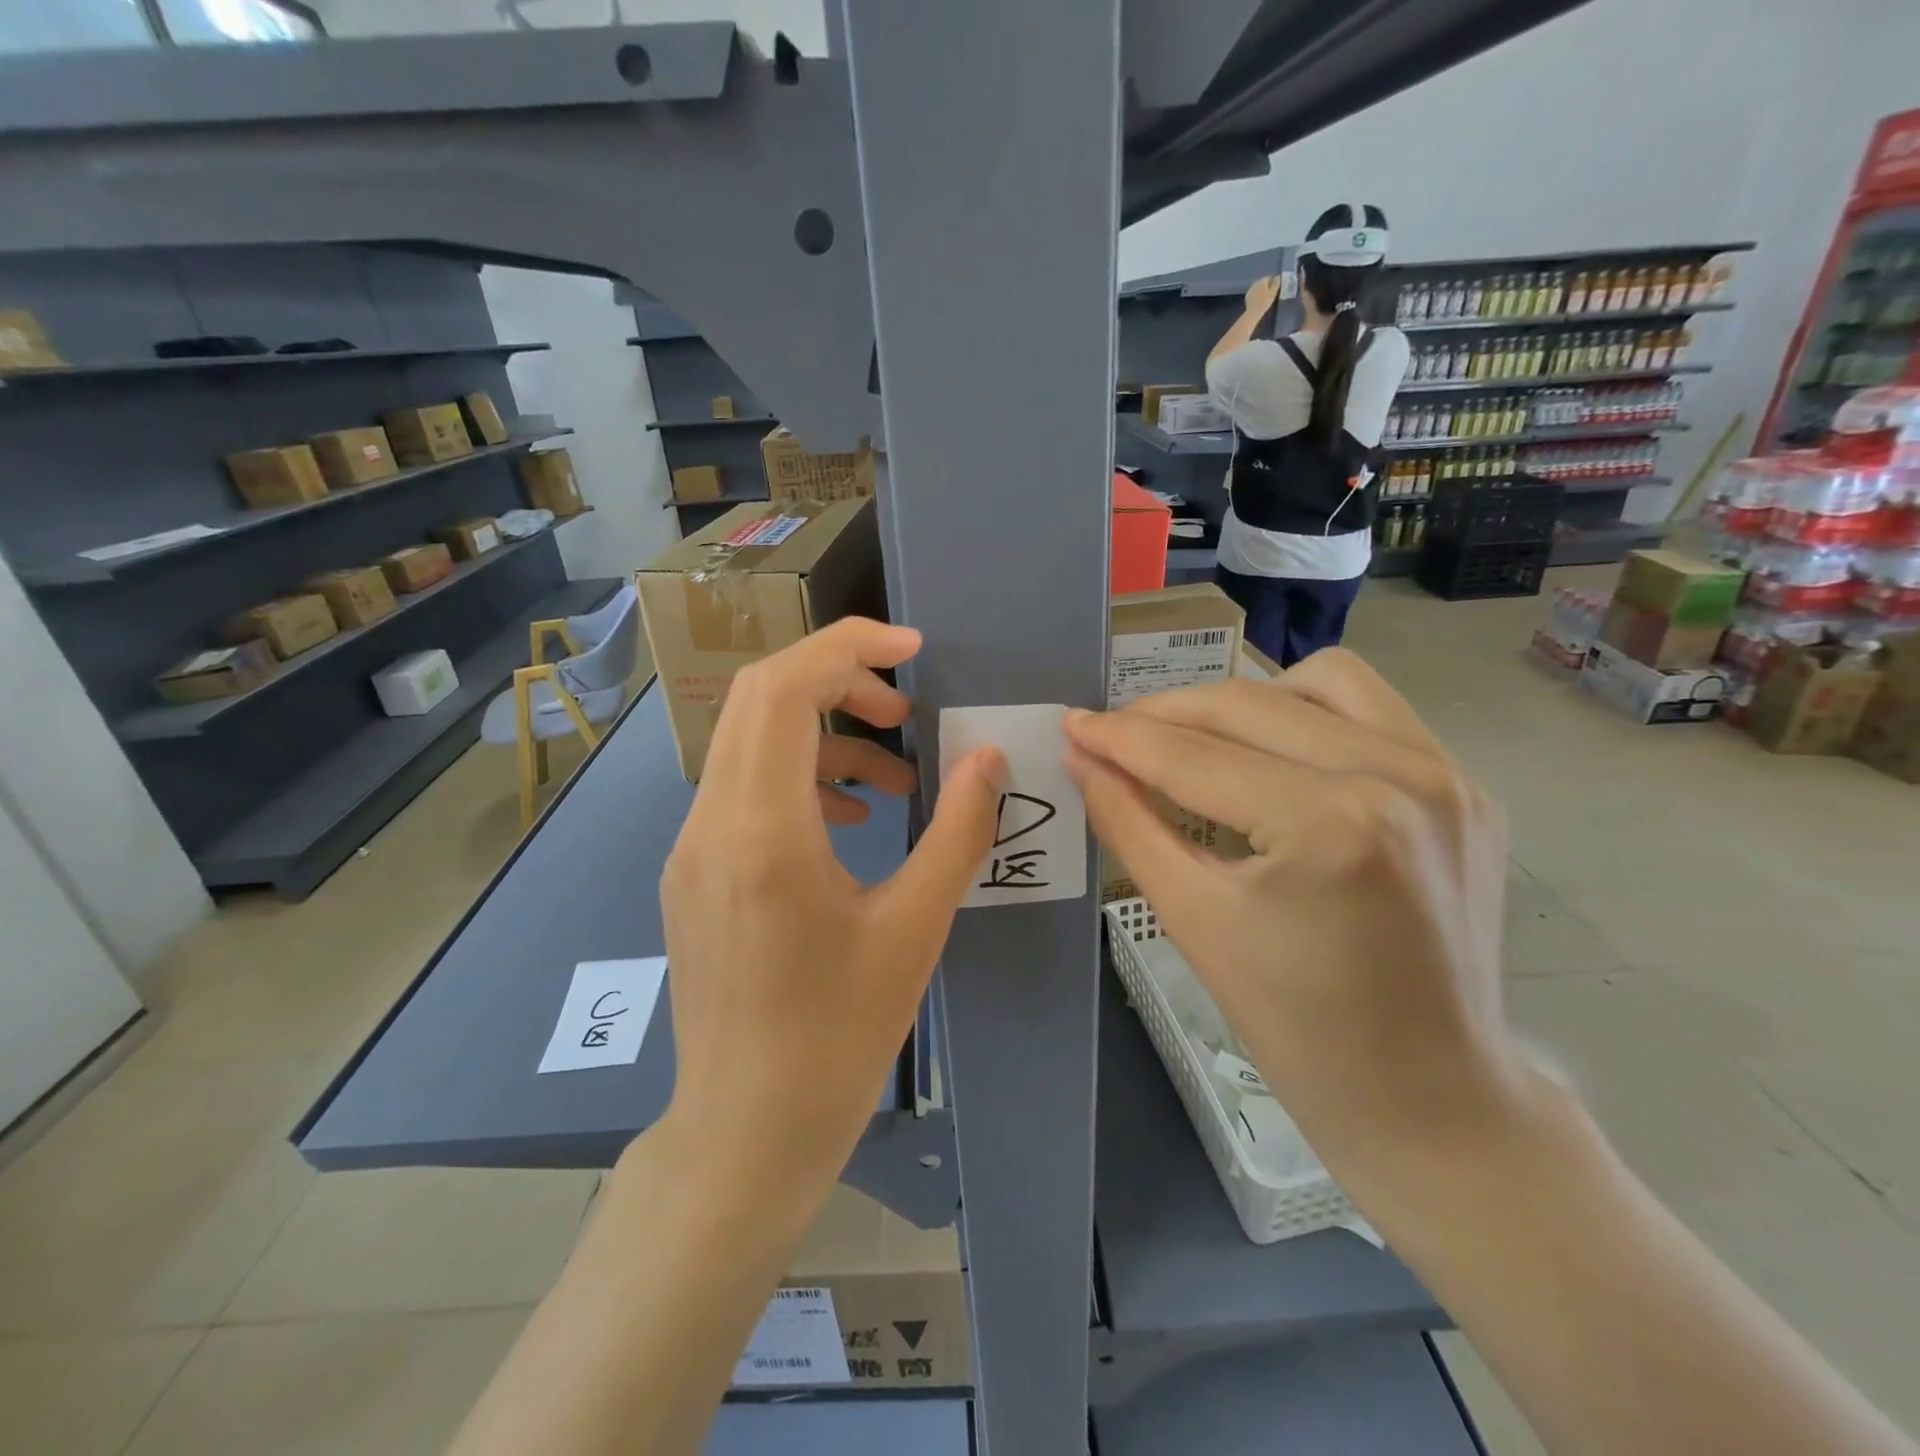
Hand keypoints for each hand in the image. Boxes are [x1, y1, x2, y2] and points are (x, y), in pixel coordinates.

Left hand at [658, 618, 1003, 1207]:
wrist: (744, 1135)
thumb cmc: (836, 1039)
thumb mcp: (915, 930)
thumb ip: (958, 833)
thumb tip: (987, 757)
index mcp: (761, 830)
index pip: (783, 688)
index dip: (848, 647)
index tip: (913, 649)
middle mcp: (710, 824)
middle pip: (758, 699)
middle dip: (838, 680)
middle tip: (907, 710)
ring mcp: (692, 849)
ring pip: (751, 744)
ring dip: (824, 736)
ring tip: (896, 779)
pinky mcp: (695, 875)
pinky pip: (745, 791)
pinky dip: (801, 780)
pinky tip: (850, 822)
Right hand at [1064, 649, 1518, 1155]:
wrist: (1428, 1098)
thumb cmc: (1298, 1029)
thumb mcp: (1193, 920)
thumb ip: (1128, 824)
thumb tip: (1082, 758)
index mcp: (1330, 825)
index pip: (1194, 757)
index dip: (1120, 737)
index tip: (1071, 725)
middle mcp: (1398, 776)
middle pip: (1247, 705)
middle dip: (1164, 714)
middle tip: (1112, 735)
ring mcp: (1445, 775)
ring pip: (1317, 681)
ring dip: (1242, 701)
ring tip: (1197, 740)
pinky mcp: (1466, 785)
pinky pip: (1371, 709)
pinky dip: (1307, 713)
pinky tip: (1273, 753)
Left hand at [1243, 275, 1282, 314]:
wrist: (1253, 312)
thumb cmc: (1265, 302)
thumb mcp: (1273, 292)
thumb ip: (1276, 283)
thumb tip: (1277, 276)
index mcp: (1262, 281)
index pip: (1268, 277)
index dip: (1272, 281)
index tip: (1275, 287)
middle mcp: (1255, 283)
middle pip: (1262, 282)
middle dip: (1266, 285)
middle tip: (1270, 291)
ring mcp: (1250, 289)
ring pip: (1257, 286)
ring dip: (1261, 289)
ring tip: (1264, 295)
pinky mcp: (1247, 295)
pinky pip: (1253, 292)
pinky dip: (1256, 293)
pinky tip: (1258, 299)